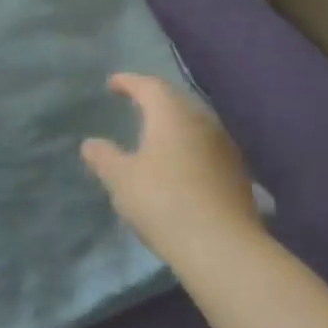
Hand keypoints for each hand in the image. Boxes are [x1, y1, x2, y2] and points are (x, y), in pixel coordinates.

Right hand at [81, 73, 262, 265]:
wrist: (221, 246)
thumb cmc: (162, 201)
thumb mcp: (120, 179)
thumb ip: (103, 156)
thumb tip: (91, 143)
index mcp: (172, 117)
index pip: (150, 87)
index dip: (129, 82)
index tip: (113, 83)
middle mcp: (203, 124)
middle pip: (177, 102)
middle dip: (154, 99)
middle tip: (134, 103)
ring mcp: (224, 149)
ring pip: (194, 124)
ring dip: (172, 123)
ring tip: (153, 132)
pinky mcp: (235, 174)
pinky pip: (204, 146)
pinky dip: (186, 146)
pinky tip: (176, 162)